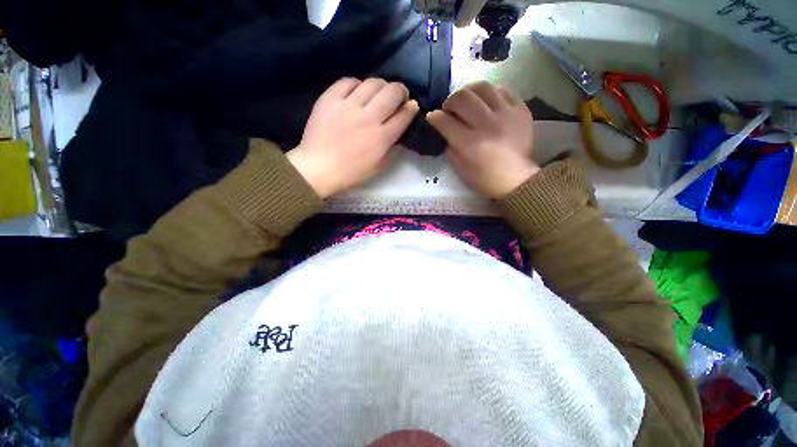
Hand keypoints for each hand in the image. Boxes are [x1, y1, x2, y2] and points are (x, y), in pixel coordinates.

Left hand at [288, 78, 418, 197]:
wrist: (318, 168)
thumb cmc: (351, 172)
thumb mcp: (378, 167)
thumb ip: (392, 148)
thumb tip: (399, 131)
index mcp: (381, 138)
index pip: (404, 115)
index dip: (411, 108)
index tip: (412, 106)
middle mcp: (368, 118)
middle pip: (392, 92)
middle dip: (401, 91)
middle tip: (398, 96)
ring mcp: (348, 106)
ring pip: (372, 83)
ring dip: (381, 86)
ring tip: (378, 93)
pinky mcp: (330, 99)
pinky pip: (348, 81)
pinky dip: (357, 84)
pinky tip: (357, 92)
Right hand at [426, 82, 538, 197]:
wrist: (516, 178)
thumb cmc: (484, 177)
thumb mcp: (459, 167)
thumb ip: (450, 145)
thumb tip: (445, 128)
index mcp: (469, 143)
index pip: (445, 121)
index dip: (434, 117)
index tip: (432, 117)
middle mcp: (487, 124)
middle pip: (462, 98)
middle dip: (449, 101)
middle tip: (450, 110)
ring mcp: (506, 114)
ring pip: (482, 87)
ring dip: (469, 92)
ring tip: (467, 101)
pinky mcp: (520, 110)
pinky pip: (503, 90)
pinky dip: (490, 93)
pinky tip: (486, 102)